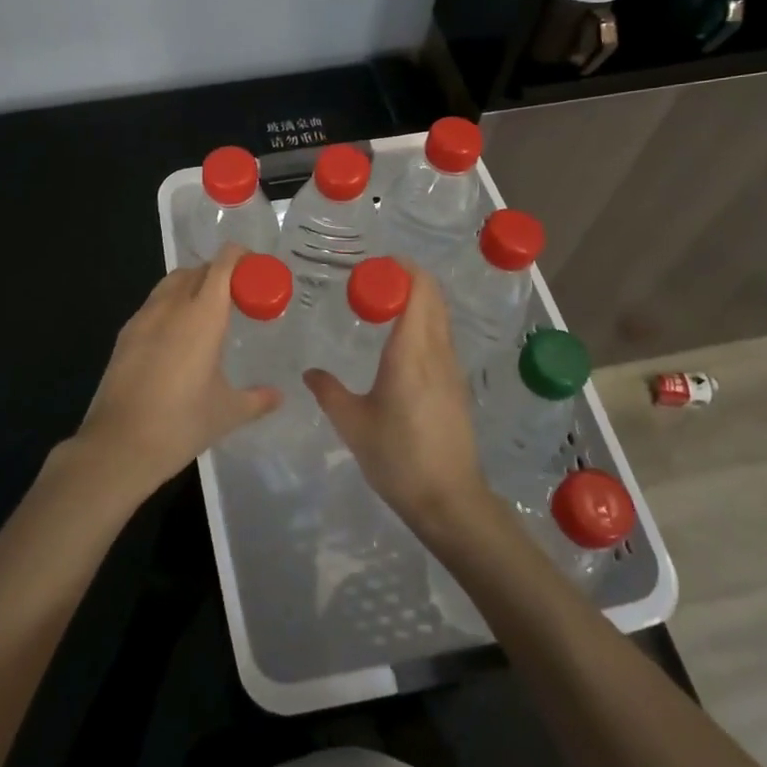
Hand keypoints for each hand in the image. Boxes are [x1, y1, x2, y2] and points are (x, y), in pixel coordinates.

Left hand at [73, 244, 279, 498]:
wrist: (119, 445)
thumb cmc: (181, 424)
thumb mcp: (227, 412)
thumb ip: (257, 399)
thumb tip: (279, 396)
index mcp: (202, 315)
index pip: (223, 266)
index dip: (241, 258)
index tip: (257, 270)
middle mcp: (171, 307)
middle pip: (197, 270)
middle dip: (219, 273)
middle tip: (238, 296)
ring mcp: (143, 318)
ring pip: (170, 284)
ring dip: (192, 286)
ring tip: (207, 314)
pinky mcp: (124, 335)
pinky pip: (152, 305)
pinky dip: (170, 306)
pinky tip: (177, 338)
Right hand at [304, 261, 490, 529]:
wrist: (449, 499)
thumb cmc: (397, 458)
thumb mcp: (353, 423)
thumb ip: (329, 391)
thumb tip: (310, 372)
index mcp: (411, 352)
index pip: (418, 290)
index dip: (401, 269)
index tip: (373, 266)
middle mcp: (437, 351)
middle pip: (433, 296)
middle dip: (407, 278)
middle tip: (372, 281)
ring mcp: (452, 368)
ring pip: (440, 316)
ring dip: (417, 300)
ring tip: (383, 306)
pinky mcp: (457, 385)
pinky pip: (442, 337)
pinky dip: (424, 323)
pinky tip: (400, 343)